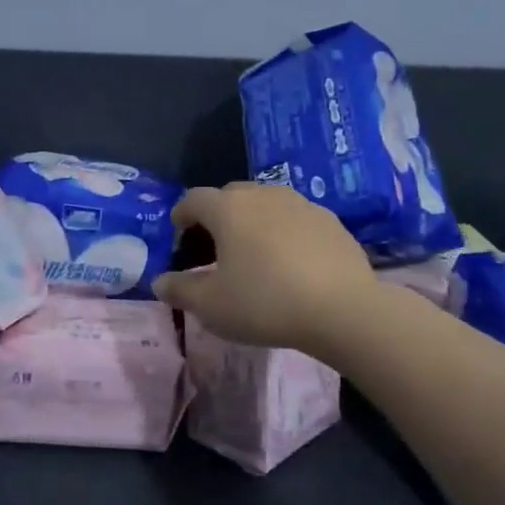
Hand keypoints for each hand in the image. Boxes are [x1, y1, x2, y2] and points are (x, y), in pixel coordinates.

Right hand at [152, 183, 380, 358]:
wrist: (343, 310)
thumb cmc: (265, 303)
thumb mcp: (211, 306)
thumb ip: (179, 290)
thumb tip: (160, 282)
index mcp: (228, 208)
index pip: (193, 199)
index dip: (181, 217)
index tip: (180, 240)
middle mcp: (263, 194)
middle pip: (229, 196)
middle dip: (216, 217)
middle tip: (215, 249)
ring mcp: (300, 203)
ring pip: (265, 204)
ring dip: (252, 222)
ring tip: (254, 255)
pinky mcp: (330, 220)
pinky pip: (295, 218)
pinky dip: (283, 232)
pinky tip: (290, 263)